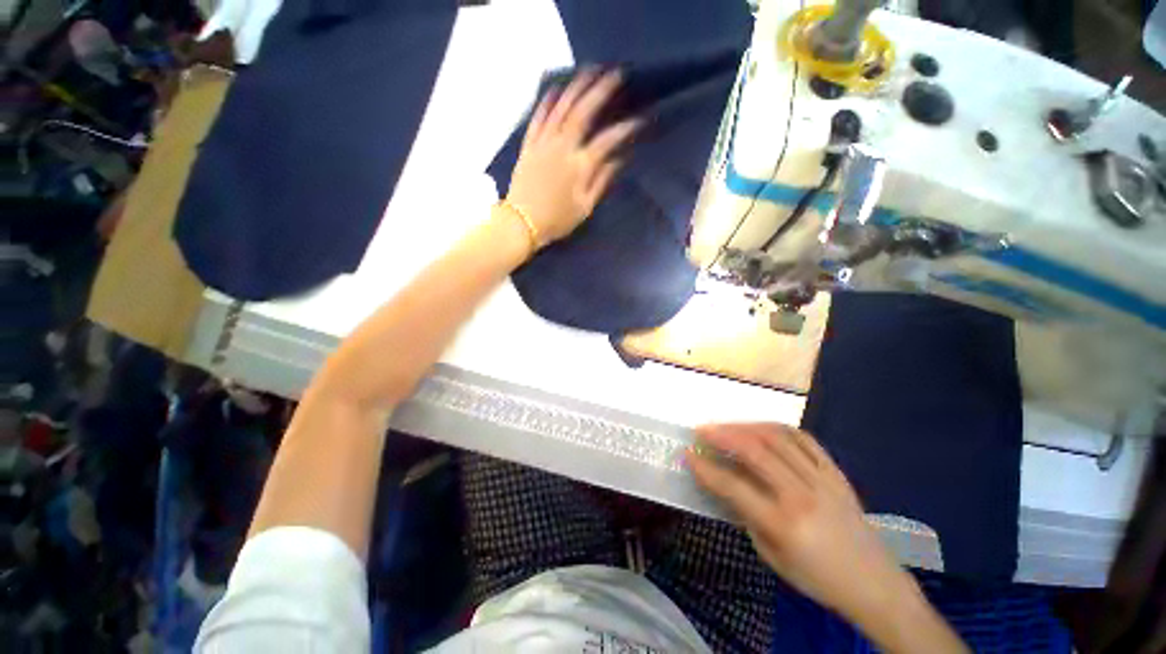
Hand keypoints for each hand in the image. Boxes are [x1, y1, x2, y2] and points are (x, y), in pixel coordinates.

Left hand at [506, 69, 640, 245]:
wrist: (522, 223)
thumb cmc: (557, 220)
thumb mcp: (585, 207)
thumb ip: (602, 181)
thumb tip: (619, 160)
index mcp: (580, 166)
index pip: (607, 140)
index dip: (625, 128)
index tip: (639, 119)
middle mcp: (563, 147)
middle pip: (584, 111)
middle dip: (601, 90)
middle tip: (616, 73)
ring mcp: (544, 143)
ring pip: (561, 107)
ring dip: (576, 86)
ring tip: (590, 71)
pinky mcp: (529, 144)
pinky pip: (538, 117)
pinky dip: (547, 101)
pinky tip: (556, 89)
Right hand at [687, 424, 967, 653]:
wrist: (875, 583)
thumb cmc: (818, 578)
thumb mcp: (772, 556)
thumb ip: (747, 516)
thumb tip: (726, 485)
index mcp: (784, 523)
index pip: (734, 486)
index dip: (706, 469)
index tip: (688, 455)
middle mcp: (802, 495)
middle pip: (755, 451)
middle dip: (722, 435)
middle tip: (702, 429)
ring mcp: (822, 479)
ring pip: (778, 438)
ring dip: (746, 426)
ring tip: (728, 426)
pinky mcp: (836, 473)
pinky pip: (805, 439)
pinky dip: (779, 428)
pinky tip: (763, 428)